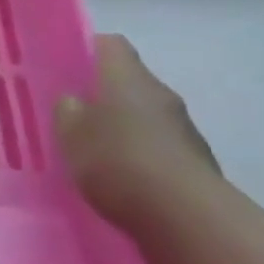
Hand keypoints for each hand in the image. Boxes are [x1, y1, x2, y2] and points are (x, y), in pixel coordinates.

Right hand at [56, 34, 222, 238]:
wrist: (188, 218)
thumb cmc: (119, 162)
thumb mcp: (71, 135)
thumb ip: (67, 111)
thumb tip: (74, 101)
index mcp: (127, 77)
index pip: (109, 45)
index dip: (87, 50)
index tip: (66, 68)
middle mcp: (160, 93)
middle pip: (129, 81)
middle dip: (103, 95)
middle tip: (74, 116)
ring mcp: (185, 129)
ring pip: (145, 116)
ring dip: (124, 128)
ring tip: (97, 154)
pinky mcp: (197, 162)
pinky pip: (160, 148)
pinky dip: (142, 157)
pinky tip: (124, 181)